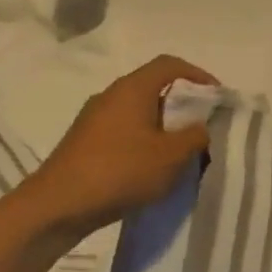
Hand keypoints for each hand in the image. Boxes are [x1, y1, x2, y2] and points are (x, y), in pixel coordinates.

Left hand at [18, 55, 217, 233]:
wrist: (55, 207)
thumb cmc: (119, 171)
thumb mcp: (171, 156)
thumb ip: (195, 136)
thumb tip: (201, 127)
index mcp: (133, 88)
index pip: (170, 64)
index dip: (198, 75)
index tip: (216, 97)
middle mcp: (111, 95)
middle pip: (154, 87)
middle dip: (182, 104)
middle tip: (202, 126)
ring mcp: (93, 119)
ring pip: (138, 112)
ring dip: (163, 126)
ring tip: (180, 152)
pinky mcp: (84, 143)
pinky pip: (123, 131)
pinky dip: (143, 141)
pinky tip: (150, 168)